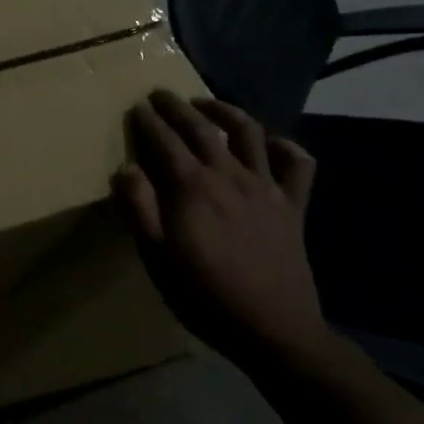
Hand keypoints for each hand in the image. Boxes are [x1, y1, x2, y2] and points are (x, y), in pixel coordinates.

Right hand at [113, 91, 327, 368]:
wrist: (273, 330)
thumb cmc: (204, 296)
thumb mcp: (156, 257)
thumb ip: (139, 208)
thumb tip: (126, 169)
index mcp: (191, 187)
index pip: (164, 141)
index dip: (148, 122)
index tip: (137, 107)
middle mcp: (229, 175)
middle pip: (201, 129)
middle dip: (177, 107)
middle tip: (161, 94)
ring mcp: (265, 187)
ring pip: (248, 133)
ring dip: (225, 111)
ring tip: (207, 103)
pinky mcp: (293, 205)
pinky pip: (297, 165)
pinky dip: (285, 146)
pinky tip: (271, 143)